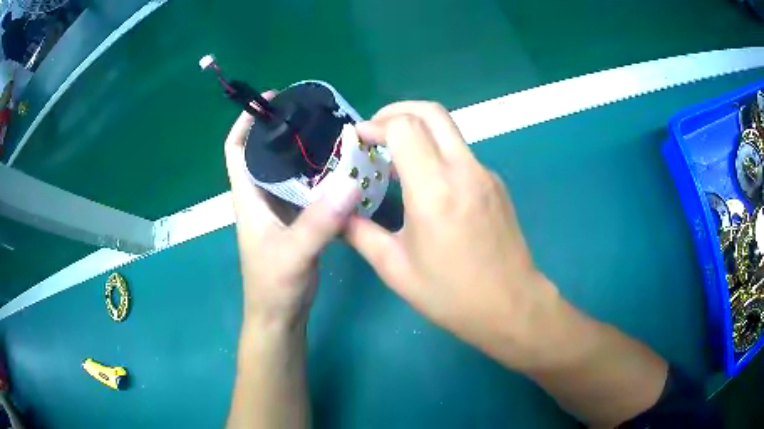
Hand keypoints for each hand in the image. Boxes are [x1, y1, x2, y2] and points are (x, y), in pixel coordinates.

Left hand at [224, 92, 360, 327]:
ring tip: (332, 134)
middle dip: (283, 129)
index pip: (236, 149)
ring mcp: (279, 208)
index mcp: (248, 196)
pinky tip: (341, 170)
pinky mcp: (295, 220)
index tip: (269, 100)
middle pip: (265, 152)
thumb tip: (348, 180)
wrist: (280, 315)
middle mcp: (260, 196)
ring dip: (304, 151)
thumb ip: (319, 221)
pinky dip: (319, 175)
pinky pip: (305, 188)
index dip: (245, 122)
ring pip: (287, 170)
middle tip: (314, 113)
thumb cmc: (275, 285)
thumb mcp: (294, 252)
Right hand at [346, 102, 561, 368]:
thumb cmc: (451, 295)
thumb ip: (360, 233)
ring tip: (394, 155)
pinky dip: (437, 150)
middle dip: (397, 111)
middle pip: (431, 112)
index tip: (358, 140)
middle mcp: (463, 170)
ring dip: (418, 129)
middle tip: (376, 131)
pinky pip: (461, 152)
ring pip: (449, 129)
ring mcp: (484, 174)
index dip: (375, 125)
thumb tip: (336, 215)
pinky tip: (425, 180)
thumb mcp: (395, 268)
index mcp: (434, 190)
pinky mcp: (495, 183)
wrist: (511, 306)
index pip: (404, 127)